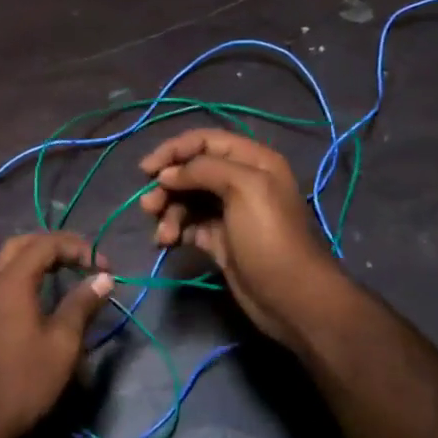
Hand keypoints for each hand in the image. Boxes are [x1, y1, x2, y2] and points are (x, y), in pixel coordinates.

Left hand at [0, 233, 114, 437]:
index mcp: (11, 282)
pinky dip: (23, 275)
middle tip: (83, 259)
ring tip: (66, 273)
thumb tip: (103, 278)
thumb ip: (82, 304)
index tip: (103, 267)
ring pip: (7, 261)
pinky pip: (0, 280)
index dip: (77, 247)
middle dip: (54, 245)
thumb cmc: (25, 381)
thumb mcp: (63, 343)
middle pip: (22, 244)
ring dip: (37, 258)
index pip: (45, 244)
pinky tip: (41, 296)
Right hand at [138, 129, 348, 347]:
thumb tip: (167, 174)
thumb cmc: (269, 236)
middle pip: (192, 170)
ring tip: (163, 235)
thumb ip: (203, 170)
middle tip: (150, 207)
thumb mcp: (244, 189)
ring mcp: (229, 211)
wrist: (290, 297)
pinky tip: (167, 243)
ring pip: (187, 199)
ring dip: (168, 212)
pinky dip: (175, 230)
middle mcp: (240, 180)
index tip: (147, 170)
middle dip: (168, 186)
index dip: (174, 150)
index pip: (205, 140)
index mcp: (252, 160)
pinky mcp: (219, 239)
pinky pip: (188, 225)